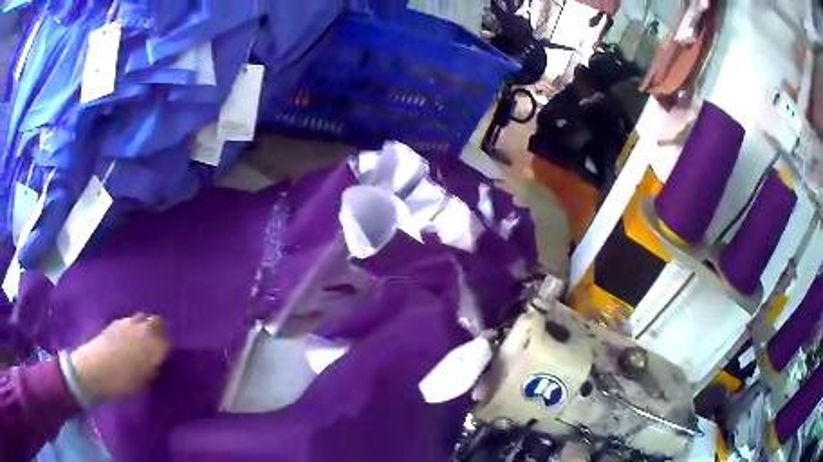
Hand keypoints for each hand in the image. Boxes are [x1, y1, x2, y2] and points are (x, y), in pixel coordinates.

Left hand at [71, 314, 170, 400]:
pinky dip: (133, 327)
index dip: (168, 347)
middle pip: (156, 322)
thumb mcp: (144, 381)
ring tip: (142, 341)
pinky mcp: (114, 322)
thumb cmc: (122, 383)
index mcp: (152, 345)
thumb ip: (153, 367)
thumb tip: (158, 360)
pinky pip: (130, 321)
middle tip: (157, 345)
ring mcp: (127, 323)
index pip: (168, 339)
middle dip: (159, 331)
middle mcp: (142, 329)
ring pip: (143, 318)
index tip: (166, 356)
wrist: (93, 370)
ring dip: (145, 327)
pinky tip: (128, 340)